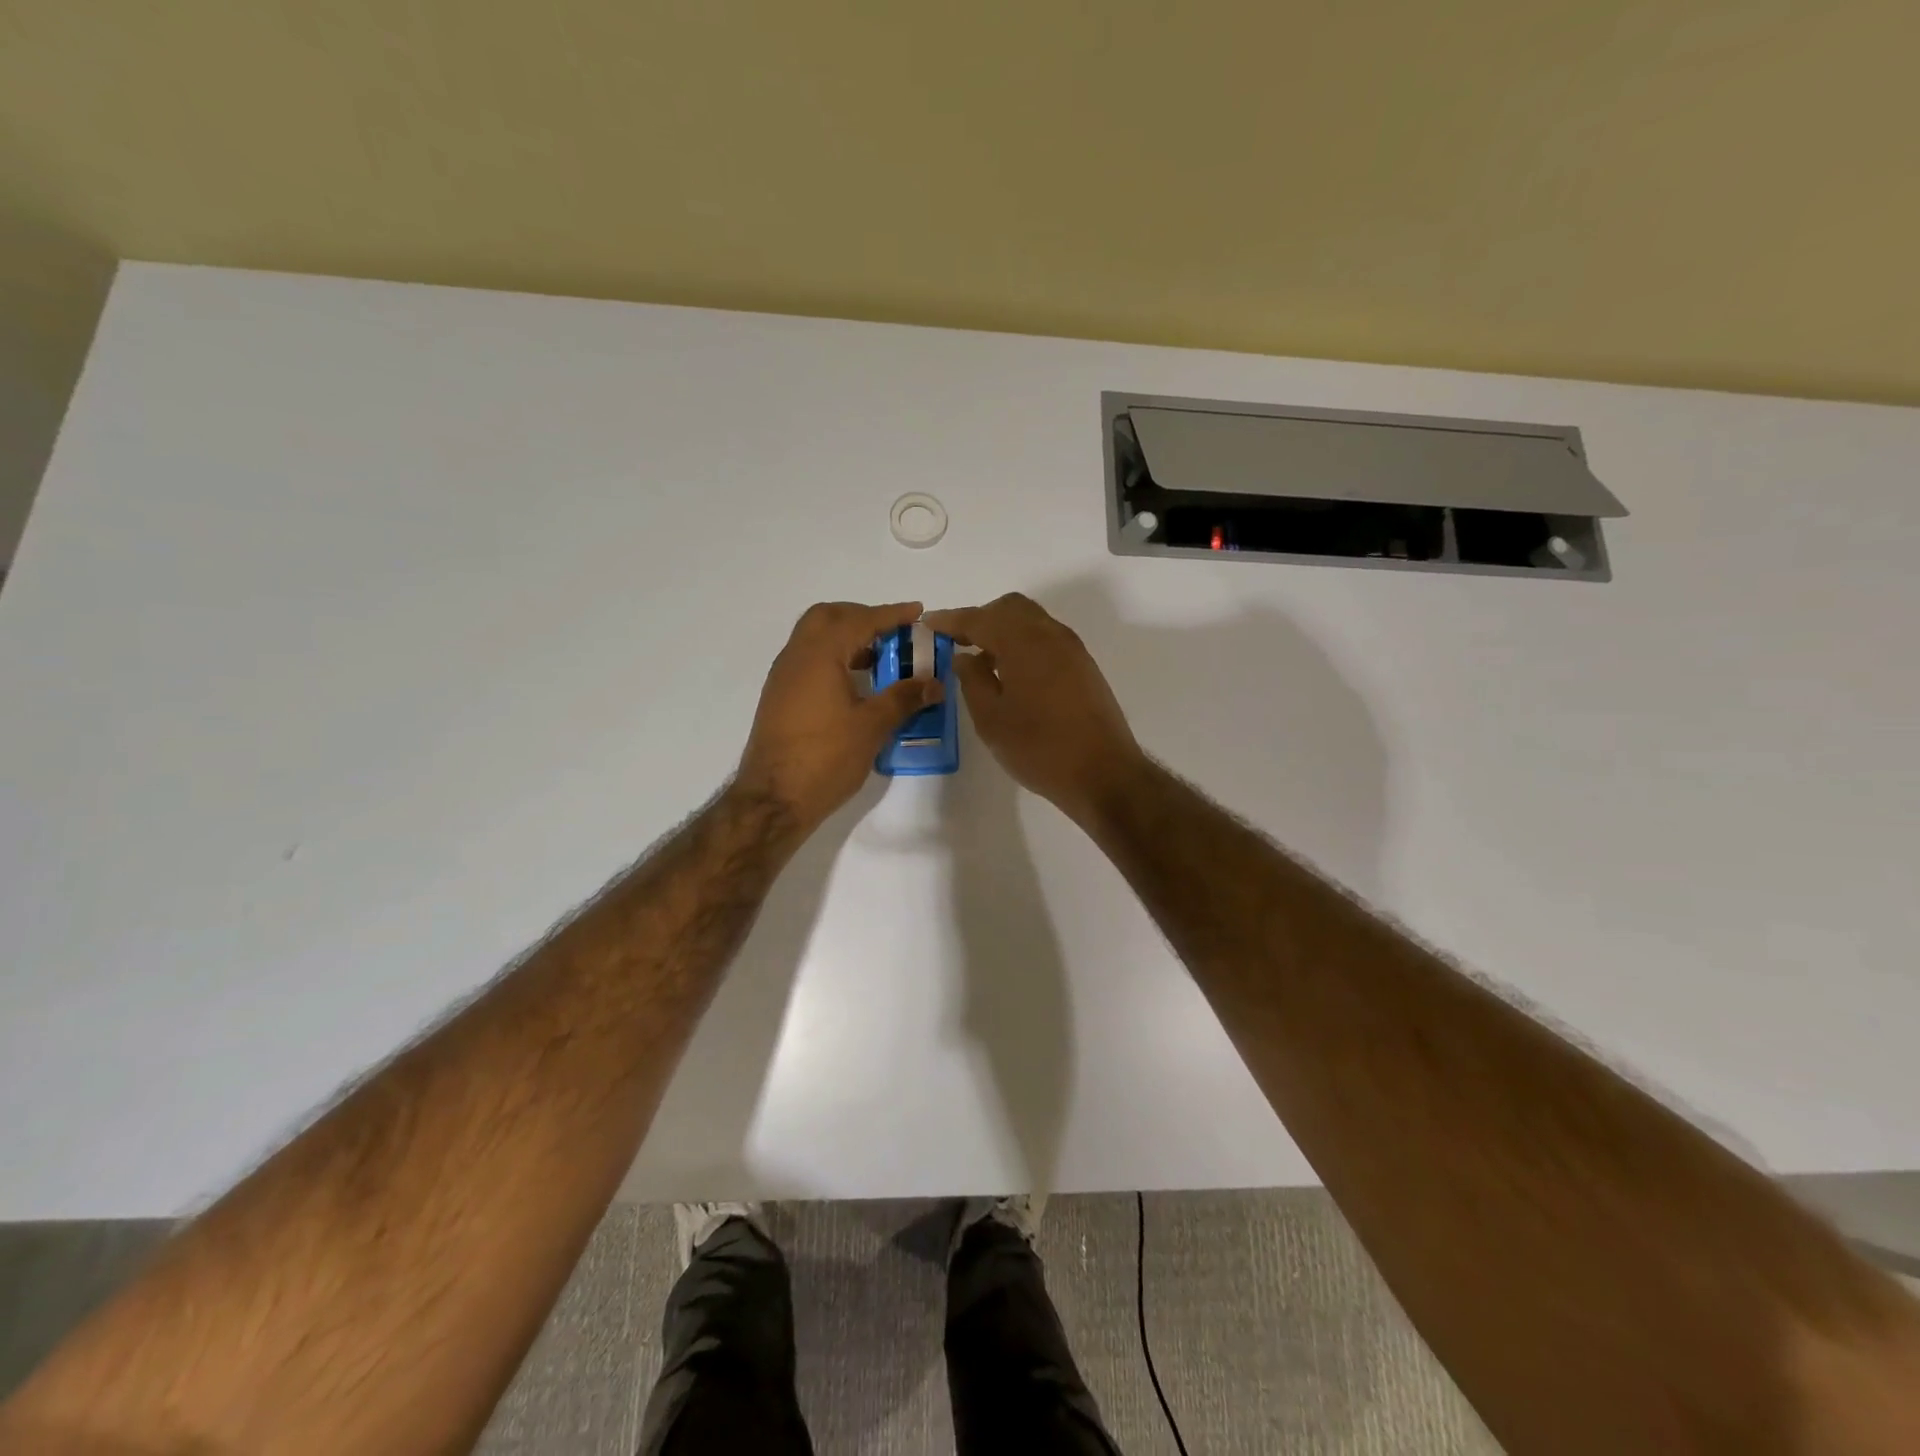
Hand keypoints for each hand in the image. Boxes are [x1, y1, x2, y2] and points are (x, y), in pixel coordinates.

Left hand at [734, 601, 943, 835]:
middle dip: (862, 617)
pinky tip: (855, 684)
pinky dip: (834, 658)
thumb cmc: (825, 758)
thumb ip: (904, 698)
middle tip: (892, 633)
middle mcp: (796, 656)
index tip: (917, 612)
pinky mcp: (780, 697)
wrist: (774, 799)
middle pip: (828, 617)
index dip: (891, 614)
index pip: (860, 620)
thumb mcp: (872, 726)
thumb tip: (935, 683)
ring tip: (880, 659)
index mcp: (819, 655)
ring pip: (815, 638)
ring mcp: (784, 677)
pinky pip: (808, 660)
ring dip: (847, 638)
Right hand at [924, 593, 1145, 825]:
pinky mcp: (1084, 667)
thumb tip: (965, 657)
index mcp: (1023, 642)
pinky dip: (1023, 643)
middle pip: (1010, 608)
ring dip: (1004, 630)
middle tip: (957, 641)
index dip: (951, 619)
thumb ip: (972, 680)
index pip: (979, 618)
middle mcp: (1050, 635)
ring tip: (982, 659)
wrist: (1103, 773)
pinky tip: (1011, 673)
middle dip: (980, 618)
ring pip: (1031, 621)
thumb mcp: (991, 719)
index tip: (929, 623)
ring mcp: (1072, 649)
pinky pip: (1046, 639)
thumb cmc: (1039, 748)